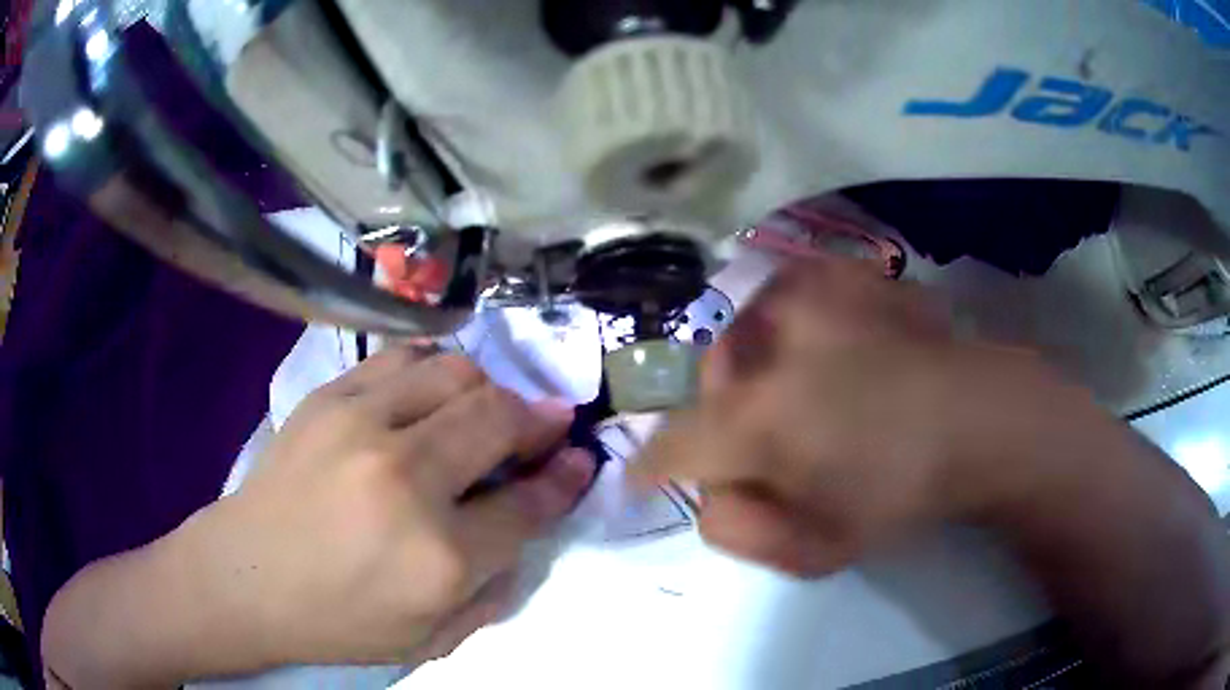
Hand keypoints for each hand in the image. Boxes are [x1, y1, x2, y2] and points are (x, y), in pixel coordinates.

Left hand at [181, 347, 595, 666]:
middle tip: (544, 427)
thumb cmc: (338, 621)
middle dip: (537, 419)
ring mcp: (360, 427)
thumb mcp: (432, 638)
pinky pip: (402, 359)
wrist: (245, 579)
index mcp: (438, 558)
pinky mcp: (327, 399)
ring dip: (487, 390)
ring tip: (486, 411)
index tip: (581, 459)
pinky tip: (434, 392)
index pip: (528, 503)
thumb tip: (531, 519)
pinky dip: (435, 370)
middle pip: (498, 419)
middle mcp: (406, 479)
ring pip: (455, 373)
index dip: (565, 476)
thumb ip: (496, 587)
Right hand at [639, 258, 1097, 576]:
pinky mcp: (843, 274)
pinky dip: (787, 319)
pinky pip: (787, 292)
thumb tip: (710, 492)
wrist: (982, 418)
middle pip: (706, 378)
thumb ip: (739, 530)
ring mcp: (809, 297)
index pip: (670, 444)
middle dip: (717, 412)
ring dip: (754, 364)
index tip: (645, 478)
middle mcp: (770, 346)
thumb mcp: (816, 549)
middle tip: (759, 436)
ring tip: (797, 386)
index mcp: (759, 420)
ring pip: (744, 328)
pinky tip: (822, 343)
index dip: (650, 466)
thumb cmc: (901, 493)